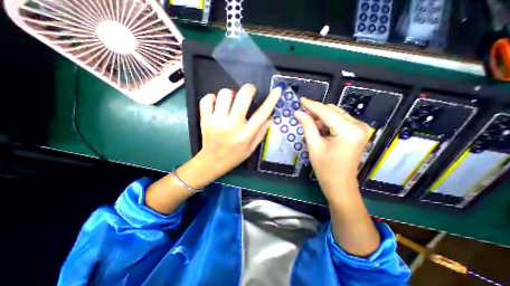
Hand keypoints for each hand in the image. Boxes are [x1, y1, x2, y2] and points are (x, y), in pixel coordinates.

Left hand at [196, 82, 282, 179]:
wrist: (212, 162)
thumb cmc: (234, 156)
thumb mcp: (251, 148)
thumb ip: (261, 132)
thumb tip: (270, 118)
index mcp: (246, 134)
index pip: (262, 114)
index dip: (271, 100)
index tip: (277, 90)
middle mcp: (232, 125)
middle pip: (242, 97)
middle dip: (248, 89)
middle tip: (249, 91)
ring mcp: (216, 121)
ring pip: (224, 94)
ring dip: (231, 94)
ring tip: (231, 101)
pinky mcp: (205, 119)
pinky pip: (207, 99)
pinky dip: (212, 97)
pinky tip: (217, 103)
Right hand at [295, 97, 377, 254]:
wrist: (340, 184)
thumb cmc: (325, 169)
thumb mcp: (314, 146)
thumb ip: (307, 126)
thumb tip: (298, 112)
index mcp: (348, 131)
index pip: (326, 112)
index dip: (312, 105)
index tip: (301, 100)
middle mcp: (359, 126)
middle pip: (333, 111)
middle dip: (316, 111)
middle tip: (302, 113)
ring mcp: (361, 129)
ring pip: (337, 114)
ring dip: (322, 117)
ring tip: (310, 122)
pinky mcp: (359, 132)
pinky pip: (341, 120)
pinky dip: (329, 121)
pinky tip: (320, 127)